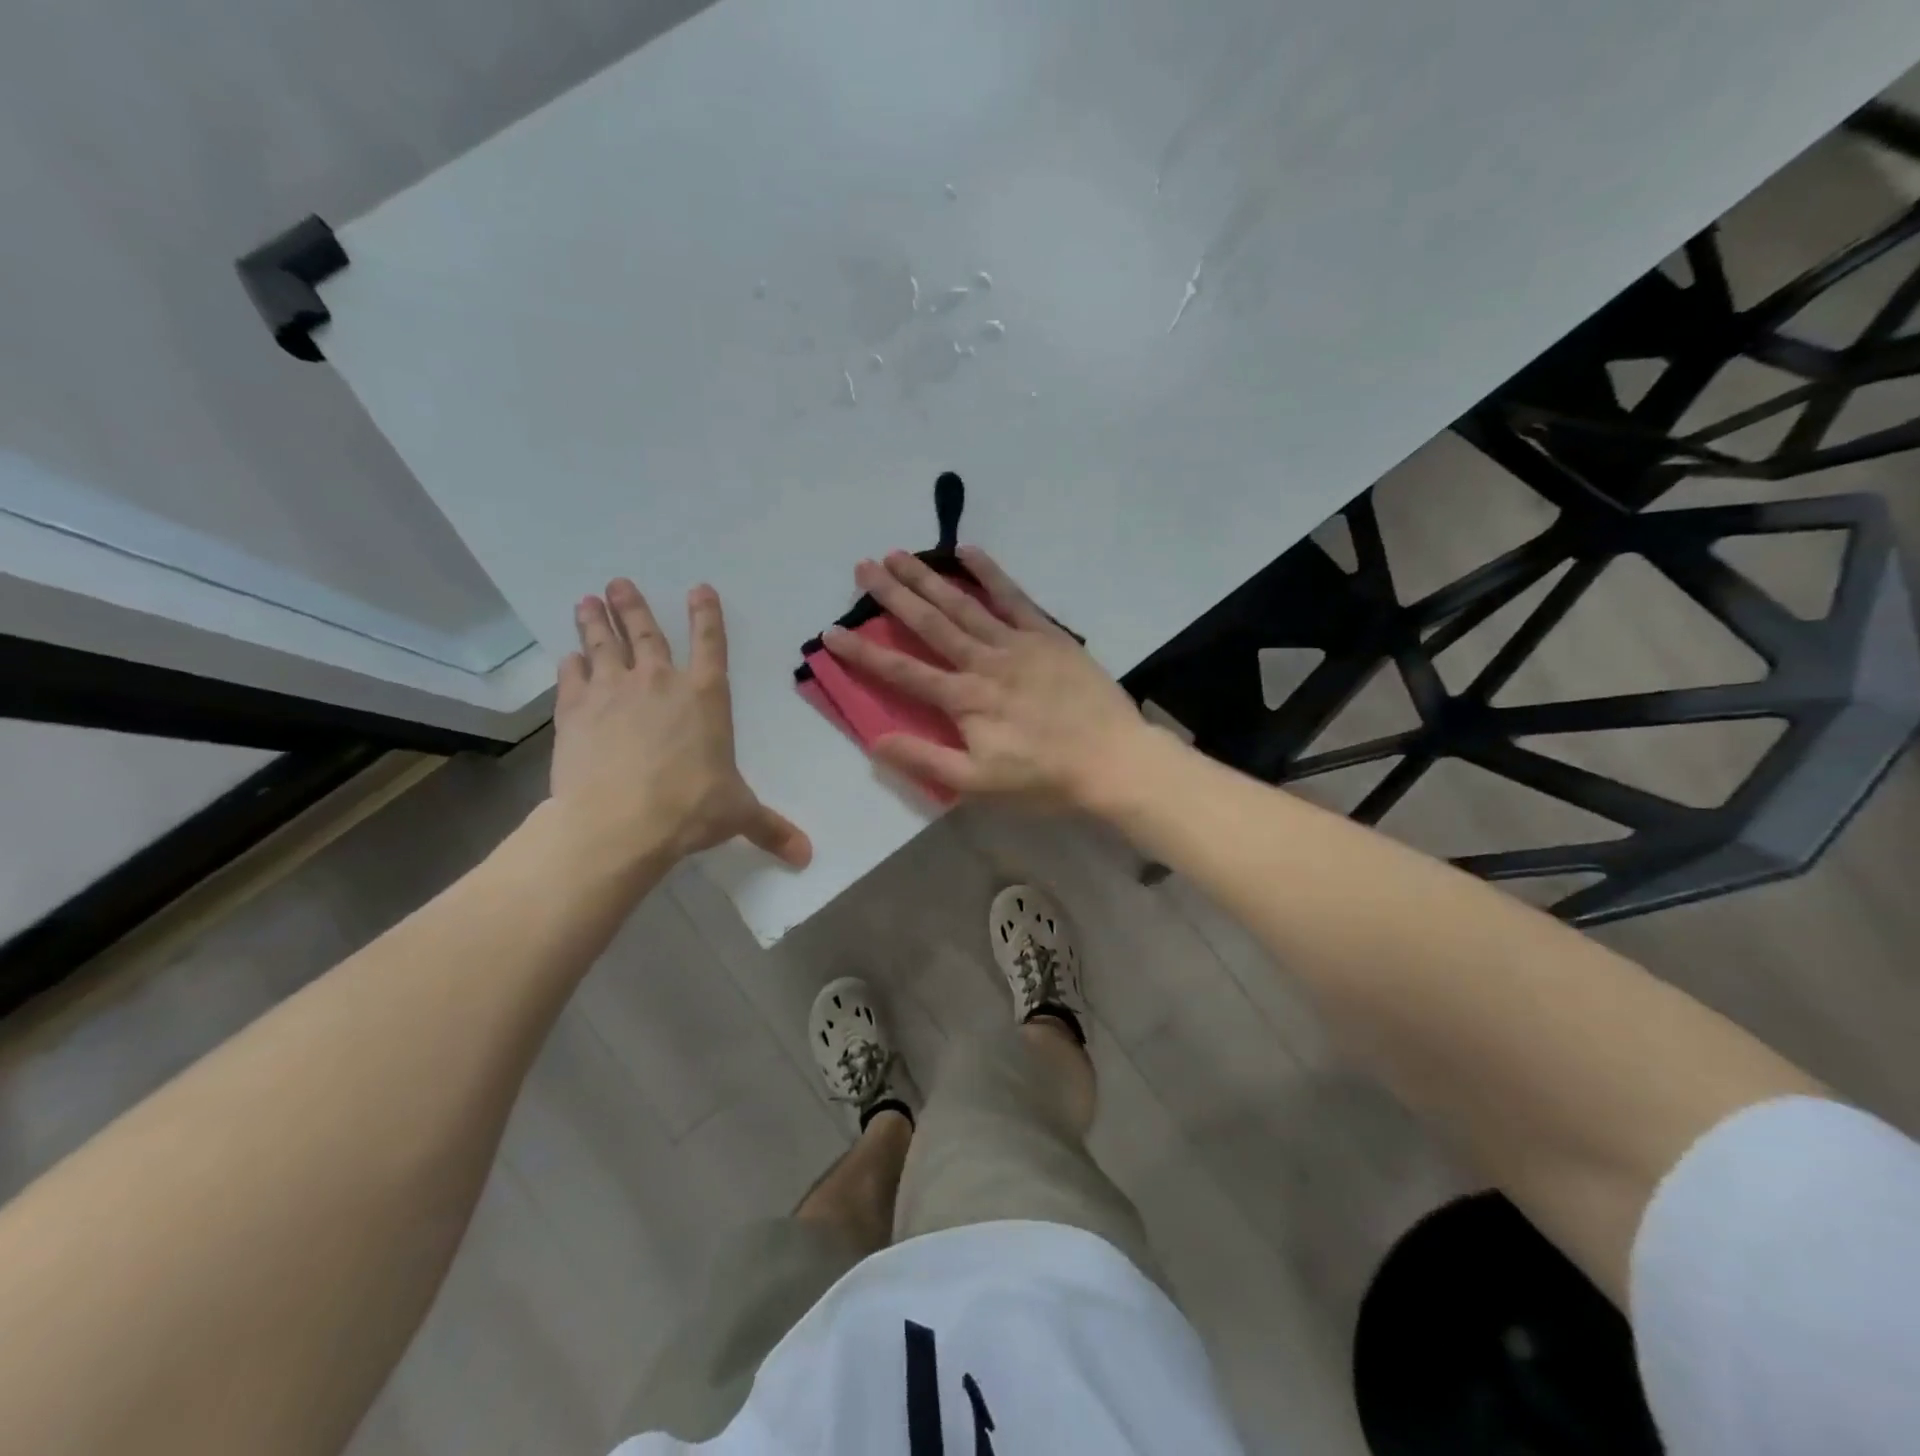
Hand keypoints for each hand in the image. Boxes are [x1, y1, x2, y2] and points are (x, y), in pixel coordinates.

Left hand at [549, 579, 811, 872]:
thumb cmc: (690, 809)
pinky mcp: (575, 711)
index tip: (698, 588)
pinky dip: (570, 665)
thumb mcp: (738, 815)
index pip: (711, 643)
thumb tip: (807, 855)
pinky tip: (567, 657)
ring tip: (587, 599)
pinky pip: (571, 677)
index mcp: (706, 697)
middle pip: (646, 632)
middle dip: (633, 606)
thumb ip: (770, 828)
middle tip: (618, 583)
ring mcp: (612, 692)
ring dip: (596, 621)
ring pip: (603, 644)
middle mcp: (659, 683)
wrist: (618, 823)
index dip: (706, 614)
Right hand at [821, 547, 1153, 808]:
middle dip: (893, 595)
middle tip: (863, 567)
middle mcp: (985, 662)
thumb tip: (875, 742)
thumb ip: (926, 760)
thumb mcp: (980, 783)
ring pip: (964, 604)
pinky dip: (990, 574)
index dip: (864, 652)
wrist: (1113, 760)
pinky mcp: (1048, 635)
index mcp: (965, 700)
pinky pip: (1014, 597)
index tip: (831, 632)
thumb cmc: (1045, 778)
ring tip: (899, 554)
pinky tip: (967, 552)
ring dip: (929, 578)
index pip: (903, 672)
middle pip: (931, 624)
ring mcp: (1018, 643)